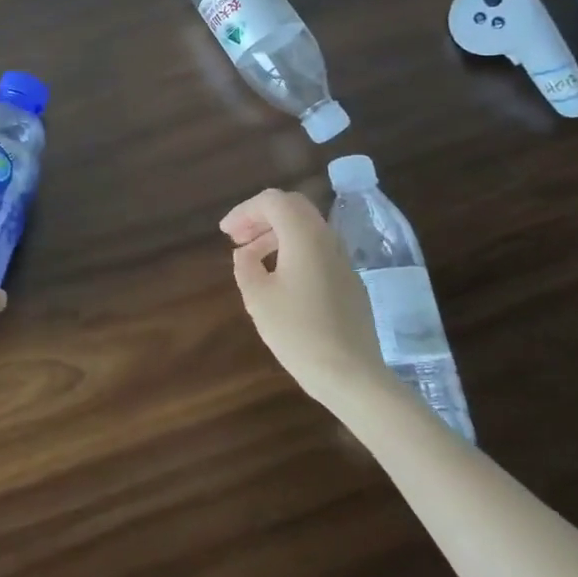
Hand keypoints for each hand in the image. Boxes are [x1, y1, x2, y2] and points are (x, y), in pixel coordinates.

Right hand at [220, 188, 391, 405]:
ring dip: (277, 234)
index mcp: (304, 237)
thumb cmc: (297, 332)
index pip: (273, 201)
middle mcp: (327, 240)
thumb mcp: (257, 297)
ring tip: (253, 258)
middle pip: (293, 208)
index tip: (226, 232)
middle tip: (238, 237)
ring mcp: (343, 261)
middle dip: (262, 216)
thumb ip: (246, 265)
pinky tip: (280, 278)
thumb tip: (246, 253)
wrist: (351, 375)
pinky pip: (319, 250)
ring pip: (307, 229)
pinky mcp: (350, 282)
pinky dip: (294, 250)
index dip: (245, 210)